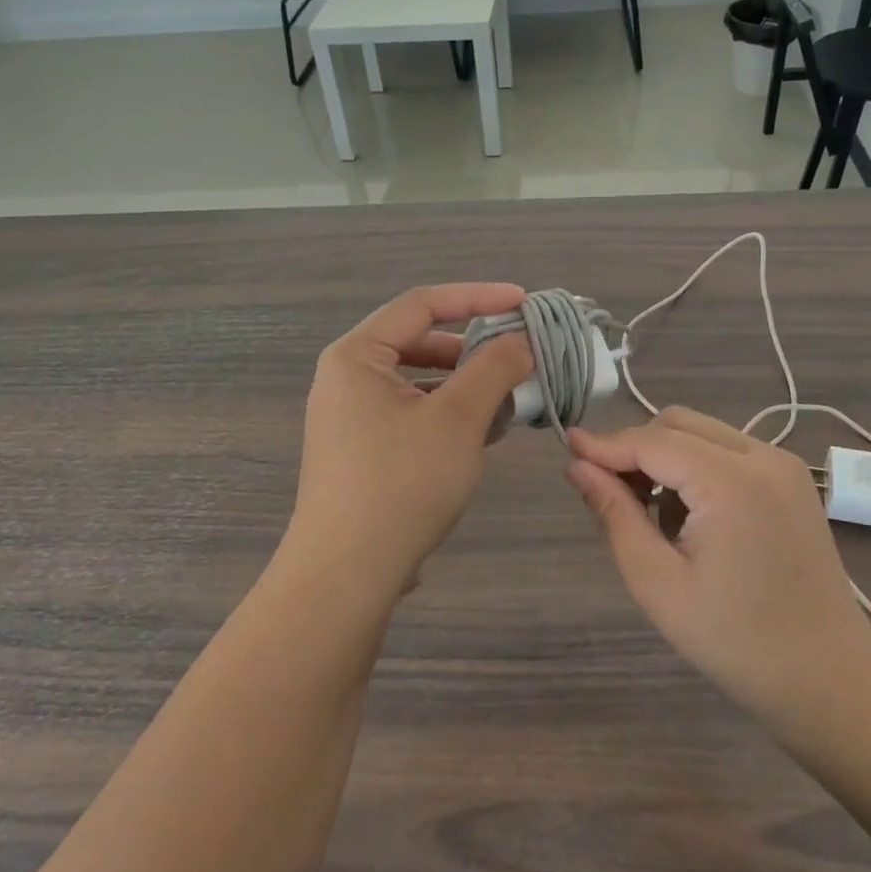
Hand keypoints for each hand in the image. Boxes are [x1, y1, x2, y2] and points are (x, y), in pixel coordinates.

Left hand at [286, 284, 533, 599]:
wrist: (346, 574)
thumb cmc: (401, 484)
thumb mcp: (458, 419)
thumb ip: (494, 369)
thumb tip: (521, 340)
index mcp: (357, 356)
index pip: (423, 304)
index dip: (478, 297)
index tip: (524, 302)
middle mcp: (348, 378)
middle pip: (420, 342)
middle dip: (474, 348)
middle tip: (520, 357)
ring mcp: (351, 417)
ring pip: (420, 382)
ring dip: (467, 385)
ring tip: (509, 401)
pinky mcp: (362, 450)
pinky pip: (412, 413)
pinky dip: (449, 414)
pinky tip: (483, 434)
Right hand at [566, 407, 870, 718]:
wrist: (828, 677)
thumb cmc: (736, 640)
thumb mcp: (658, 583)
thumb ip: (615, 514)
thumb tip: (577, 467)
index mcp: (732, 482)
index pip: (652, 442)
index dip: (605, 444)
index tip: (566, 449)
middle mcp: (762, 456)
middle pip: (678, 424)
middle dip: (635, 448)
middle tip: (607, 492)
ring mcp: (783, 465)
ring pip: (702, 432)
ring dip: (665, 457)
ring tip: (649, 513)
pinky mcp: (791, 480)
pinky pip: (727, 451)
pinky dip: (695, 467)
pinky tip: (688, 516)